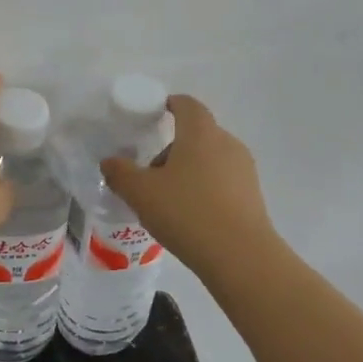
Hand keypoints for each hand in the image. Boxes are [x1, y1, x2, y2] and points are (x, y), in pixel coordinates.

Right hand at [100, 94, 275, 275]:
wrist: (240, 256)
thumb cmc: (186, 213)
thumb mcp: (140, 193)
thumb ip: (120, 173)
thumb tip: (110, 162)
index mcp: (201, 133)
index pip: (188, 105)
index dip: (171, 104)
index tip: (155, 114)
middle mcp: (227, 143)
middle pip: (197, 134)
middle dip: (172, 148)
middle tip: (150, 174)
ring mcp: (244, 170)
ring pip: (210, 159)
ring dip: (188, 170)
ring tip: (169, 201)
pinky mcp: (253, 195)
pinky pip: (222, 181)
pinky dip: (204, 189)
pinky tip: (191, 217)